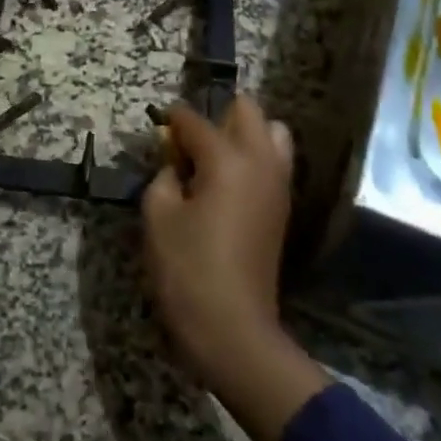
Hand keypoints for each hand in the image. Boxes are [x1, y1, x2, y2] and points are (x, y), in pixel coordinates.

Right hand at [143, 95, 293, 376]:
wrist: (233, 330)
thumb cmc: (188, 269)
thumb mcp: (158, 215)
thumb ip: (164, 175)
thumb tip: (174, 163)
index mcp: (226, 159)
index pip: (195, 120)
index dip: (171, 120)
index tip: (157, 126)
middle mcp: (260, 162)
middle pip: (248, 111)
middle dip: (218, 115)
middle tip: (190, 142)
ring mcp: (278, 185)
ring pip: (273, 133)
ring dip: (245, 134)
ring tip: (214, 159)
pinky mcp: (283, 208)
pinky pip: (274, 162)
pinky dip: (255, 158)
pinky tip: (227, 182)